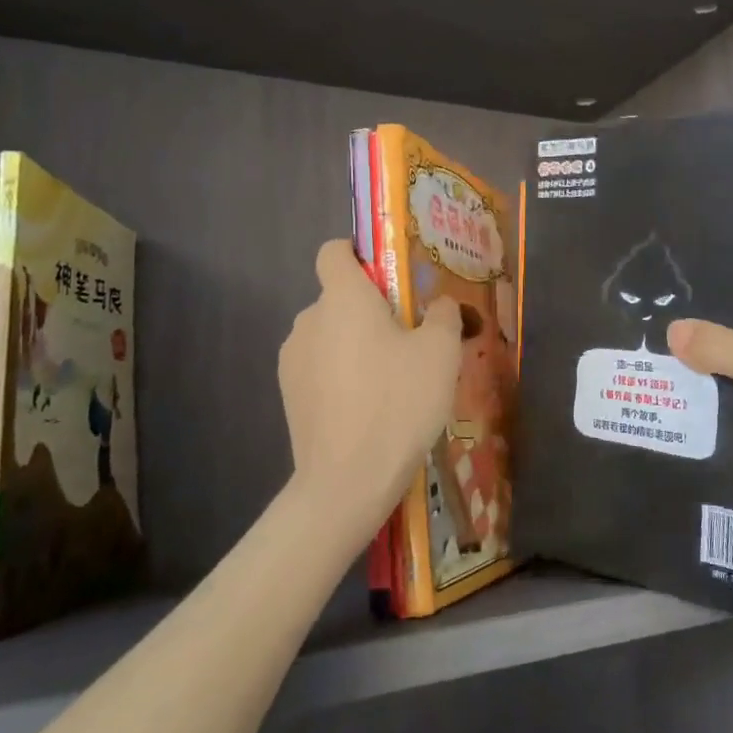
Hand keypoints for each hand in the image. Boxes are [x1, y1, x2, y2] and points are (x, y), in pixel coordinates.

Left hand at [278, 240, 460, 545]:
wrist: (347, 481)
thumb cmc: (398, 402)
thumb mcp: (441, 353)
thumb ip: (443, 314)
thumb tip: (439, 303)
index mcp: (342, 297)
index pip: (334, 251)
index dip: (359, 254)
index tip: (390, 278)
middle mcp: (308, 319)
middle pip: (338, 296)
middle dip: (370, 309)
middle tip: (410, 338)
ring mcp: (292, 360)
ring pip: (330, 334)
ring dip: (355, 343)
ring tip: (391, 379)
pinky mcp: (288, 395)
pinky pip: (320, 367)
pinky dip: (341, 374)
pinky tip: (368, 406)